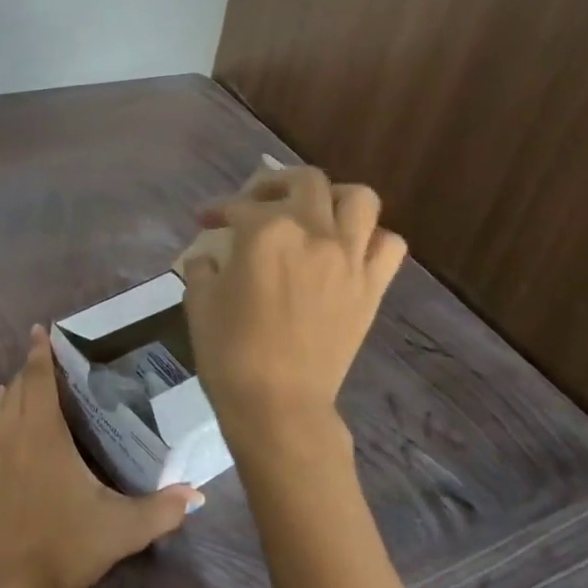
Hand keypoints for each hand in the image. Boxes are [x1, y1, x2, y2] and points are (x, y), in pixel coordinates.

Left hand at [0, 326, 200, 587]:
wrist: (6, 586)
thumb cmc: (65, 546)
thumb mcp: (121, 529)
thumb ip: (162, 510)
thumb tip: (198, 495)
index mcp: (43, 433)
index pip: (38, 379)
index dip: (39, 353)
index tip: (40, 330)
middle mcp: (12, 434)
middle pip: (18, 388)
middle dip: (29, 368)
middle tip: (43, 354)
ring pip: (0, 407)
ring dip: (12, 389)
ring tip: (20, 378)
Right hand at [181, 165, 406, 459]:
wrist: (278, 405)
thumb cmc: (230, 353)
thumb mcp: (199, 301)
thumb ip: (203, 266)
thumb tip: (210, 256)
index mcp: (266, 232)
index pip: (238, 206)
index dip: (217, 210)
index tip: (205, 220)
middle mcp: (314, 232)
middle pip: (305, 181)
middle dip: (274, 183)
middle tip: (256, 203)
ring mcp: (350, 258)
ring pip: (359, 199)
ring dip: (333, 197)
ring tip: (313, 213)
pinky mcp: (371, 287)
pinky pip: (388, 244)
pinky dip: (370, 237)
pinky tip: (346, 249)